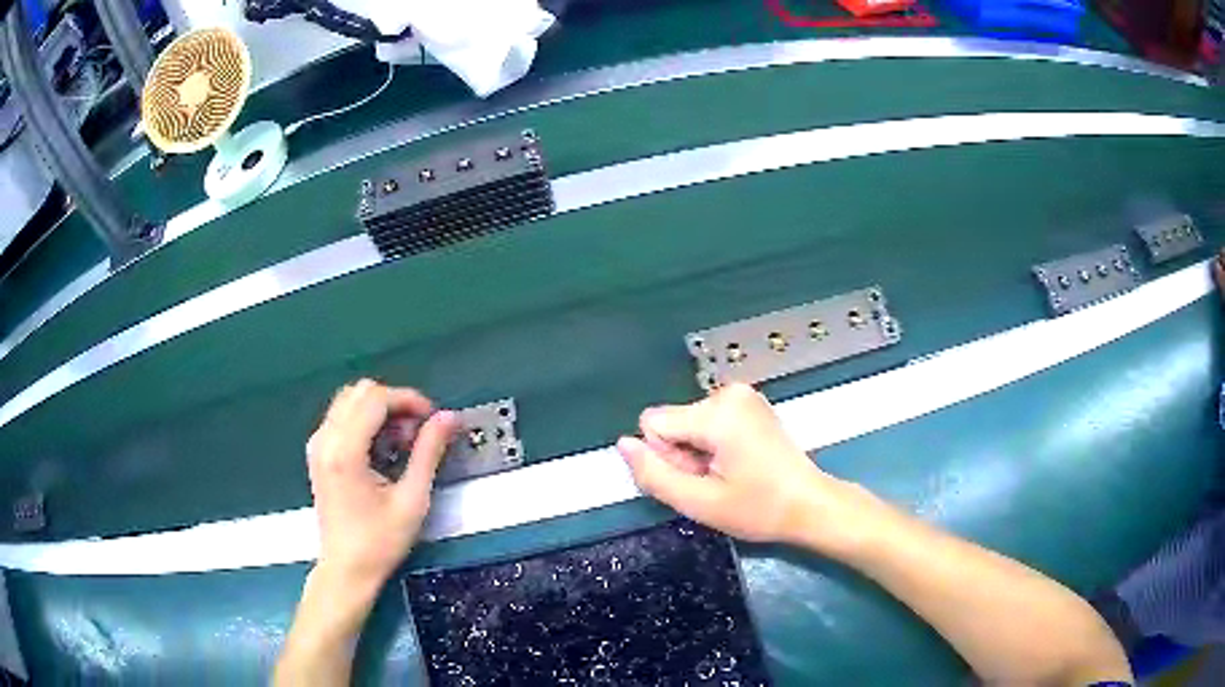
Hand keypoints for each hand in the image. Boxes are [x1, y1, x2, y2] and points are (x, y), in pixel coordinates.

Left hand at [306, 379, 458, 591]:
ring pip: (349, 400)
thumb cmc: (380, 542)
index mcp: (345, 451)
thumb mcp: (412, 500)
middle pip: (360, 392)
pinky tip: (382, 448)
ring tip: (402, 441)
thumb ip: (429, 452)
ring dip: (380, 410)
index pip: (375, 398)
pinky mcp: (318, 452)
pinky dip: (365, 420)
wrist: (347, 569)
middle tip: (418, 432)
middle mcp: (324, 439)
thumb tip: (449, 418)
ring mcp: (317, 444)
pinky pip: (341, 417)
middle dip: (394, 402)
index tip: (433, 418)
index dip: (409, 400)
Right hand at [616, 383, 856, 543]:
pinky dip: (714, 443)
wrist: (810, 504)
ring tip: (728, 474)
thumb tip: (623, 444)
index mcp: (717, 412)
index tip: (697, 477)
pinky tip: (737, 463)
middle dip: (683, 454)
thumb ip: (654, 475)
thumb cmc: (758, 509)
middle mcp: (728, 391)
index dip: (666, 457)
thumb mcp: (699, 503)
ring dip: (698, 451)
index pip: (653, 423)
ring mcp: (742, 394)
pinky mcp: (749, 402)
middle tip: (715, 481)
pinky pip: (708, 419)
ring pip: (688, 421)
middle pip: (672, 421)